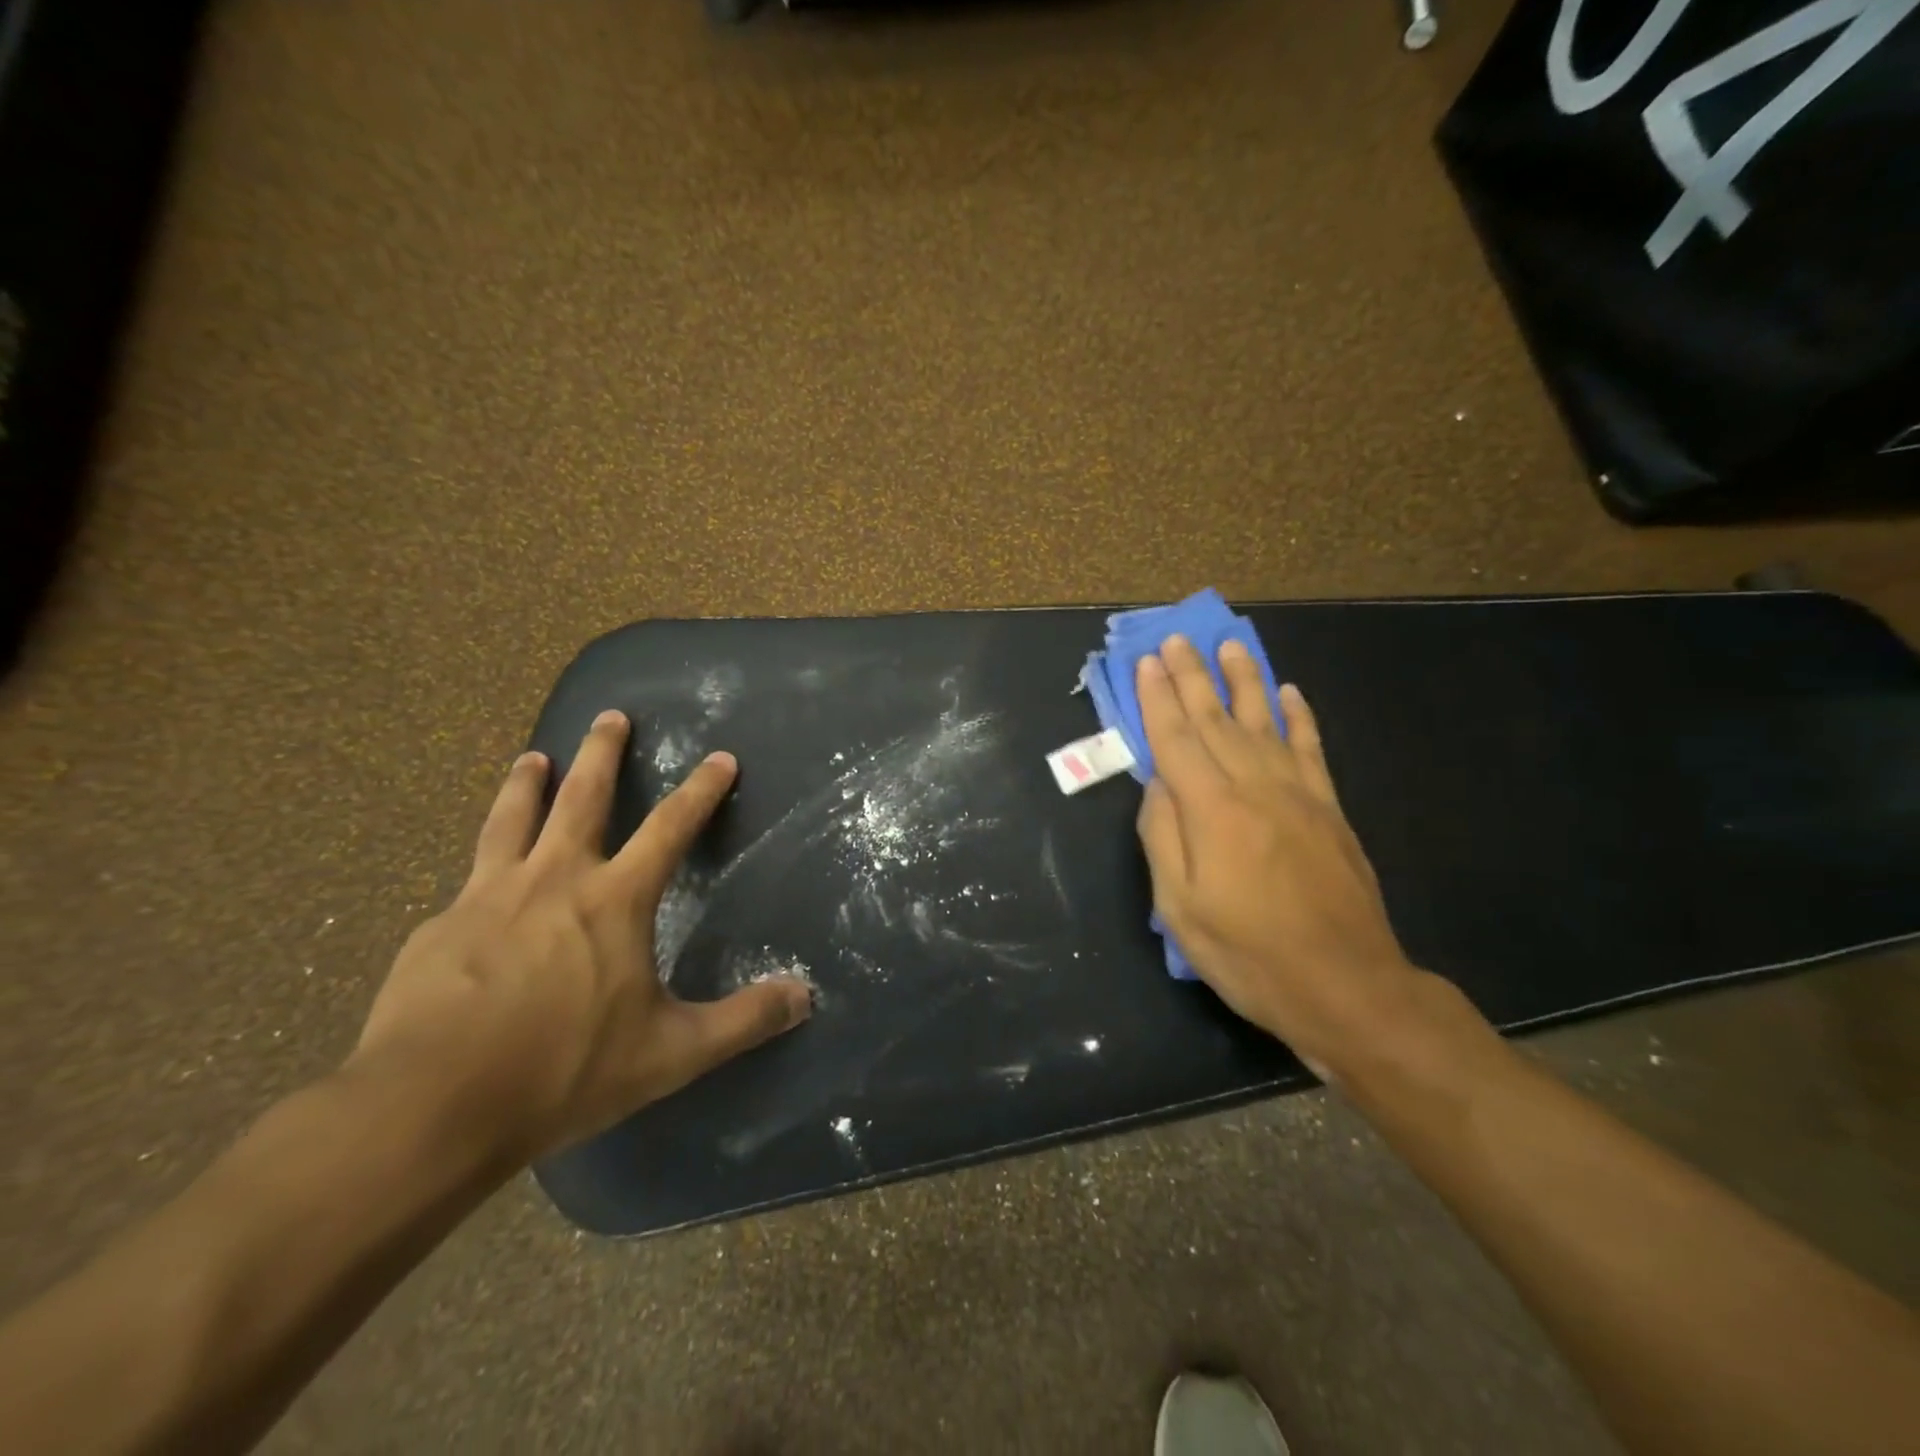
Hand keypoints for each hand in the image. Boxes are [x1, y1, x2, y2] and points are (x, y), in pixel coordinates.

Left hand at [350, 710, 811, 1161]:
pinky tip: (475, 886)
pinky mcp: (438, 928)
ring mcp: (487, 896)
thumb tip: (805, 996)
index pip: (671, 827)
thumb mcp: (671, 1053)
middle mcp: (554, 879)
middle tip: (610, 715)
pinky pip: (468, 882)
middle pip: (582, 797)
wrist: (430, 1107)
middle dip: (602, 752)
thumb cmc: (564, 1071)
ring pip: (511, 819)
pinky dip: (483, 865)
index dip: (701, 790)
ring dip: (527, 783)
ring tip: (532, 757)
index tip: (720, 757)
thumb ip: (742, 1021)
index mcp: (614, 899)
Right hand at [1134, 636, 1419, 1070]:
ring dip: (1245, 681)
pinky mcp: (1330, 809)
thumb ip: (1162, 837)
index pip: (1176, 740)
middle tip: (1177, 639)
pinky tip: (1290, 692)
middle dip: (1192, 677)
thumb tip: (1156, 784)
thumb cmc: (1249, 954)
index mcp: (1212, 811)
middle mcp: (1254, 788)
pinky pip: (1311, 749)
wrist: (1346, 986)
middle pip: (1216, 720)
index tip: (1147, 662)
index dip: (1157, 699)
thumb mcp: (1180, 908)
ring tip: (1231, 646)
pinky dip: (1299, 717)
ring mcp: (1298, 794)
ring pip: (1265, 722)